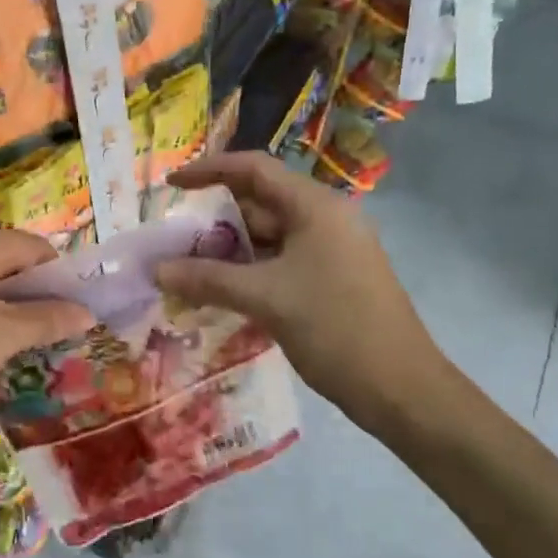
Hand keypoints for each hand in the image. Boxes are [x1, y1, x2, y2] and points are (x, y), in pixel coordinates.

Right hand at [155, 153, 449, 431]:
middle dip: (214, 222)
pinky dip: (248, 273)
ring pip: (268, 239)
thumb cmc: (335, 328)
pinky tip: (220, 293)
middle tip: (172, 243)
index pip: (254, 169)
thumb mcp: (266, 299)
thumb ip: (208, 279)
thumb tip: (157, 270)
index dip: (209, 170)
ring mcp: (330, 251)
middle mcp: (324, 220)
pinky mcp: (331, 280)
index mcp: (315, 207)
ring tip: (186, 271)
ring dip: (228, 252)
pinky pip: (280, 264)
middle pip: (260, 205)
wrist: (399, 387)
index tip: (170, 185)